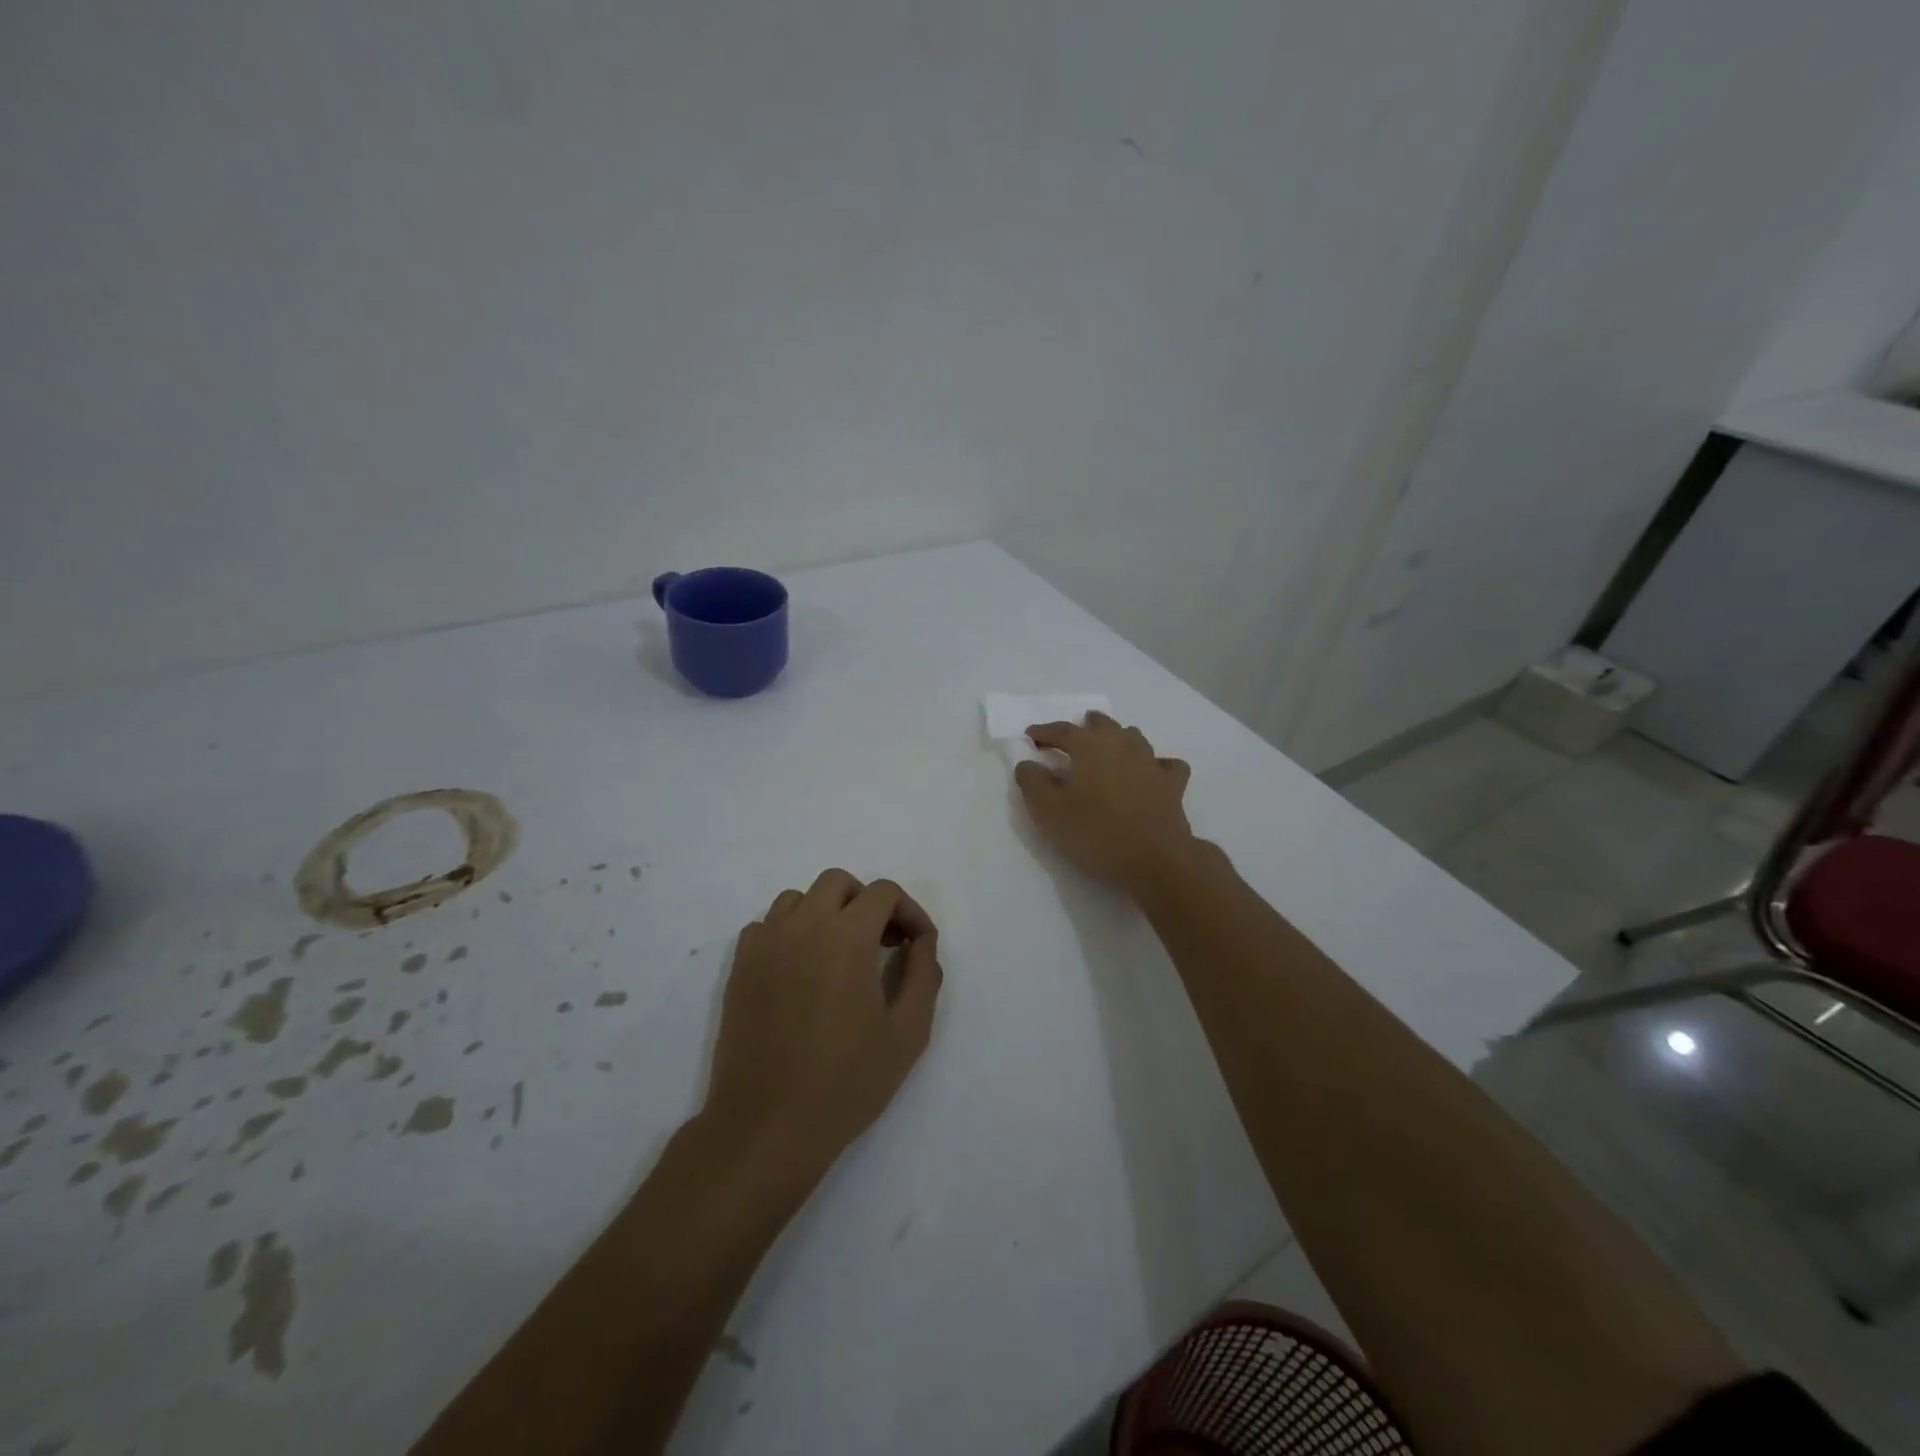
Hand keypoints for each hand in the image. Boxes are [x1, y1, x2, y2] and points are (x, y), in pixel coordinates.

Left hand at [703, 869, 942, 1179]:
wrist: (767, 1126)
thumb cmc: (846, 1081)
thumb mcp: (908, 1032)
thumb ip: (923, 974)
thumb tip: (922, 940)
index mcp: (847, 935)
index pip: (884, 892)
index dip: (909, 912)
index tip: (917, 945)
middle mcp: (803, 925)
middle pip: (838, 883)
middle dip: (867, 903)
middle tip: (882, 944)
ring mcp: (765, 944)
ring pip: (798, 899)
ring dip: (826, 913)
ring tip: (840, 955)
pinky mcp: (740, 967)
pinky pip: (766, 925)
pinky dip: (789, 932)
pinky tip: (801, 970)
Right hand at [1014, 712, 1195, 889]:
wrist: (1154, 858)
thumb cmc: (1095, 831)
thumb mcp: (1048, 811)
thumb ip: (1032, 782)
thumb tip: (1028, 763)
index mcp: (1089, 746)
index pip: (1062, 730)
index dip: (1043, 732)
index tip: (1030, 736)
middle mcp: (1122, 744)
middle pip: (1102, 724)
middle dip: (1085, 727)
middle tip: (1073, 736)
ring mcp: (1151, 761)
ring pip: (1133, 737)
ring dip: (1117, 738)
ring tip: (1108, 749)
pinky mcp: (1173, 783)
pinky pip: (1165, 764)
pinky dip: (1155, 764)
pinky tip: (1151, 773)